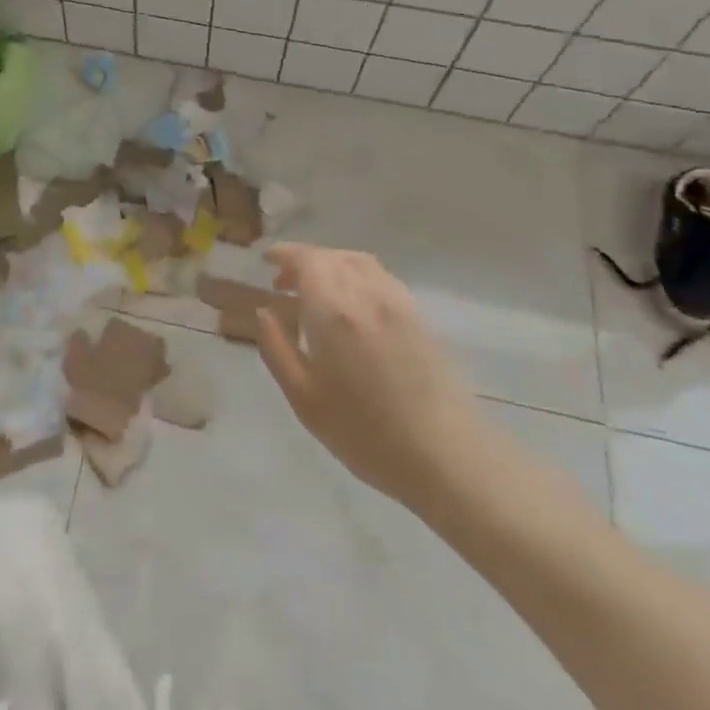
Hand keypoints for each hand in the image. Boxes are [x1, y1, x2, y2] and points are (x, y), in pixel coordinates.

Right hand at [256, 244, 488, 517]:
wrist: (446, 455)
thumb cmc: (365, 433)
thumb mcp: (305, 398)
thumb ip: (277, 349)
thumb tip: (263, 312)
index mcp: (334, 310)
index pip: (306, 260)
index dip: (284, 254)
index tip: (266, 262)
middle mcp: (367, 294)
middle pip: (332, 257)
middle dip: (304, 261)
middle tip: (284, 285)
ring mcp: (398, 302)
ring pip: (358, 262)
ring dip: (331, 265)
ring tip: (316, 291)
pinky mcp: (419, 317)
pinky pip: (380, 278)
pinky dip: (356, 276)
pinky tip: (352, 306)